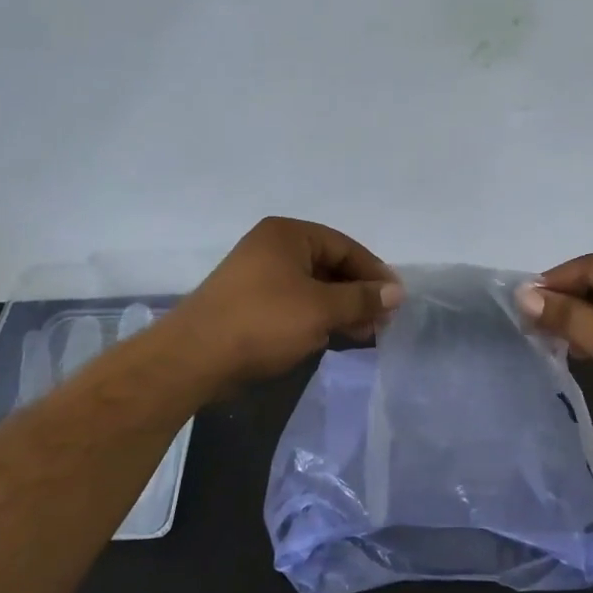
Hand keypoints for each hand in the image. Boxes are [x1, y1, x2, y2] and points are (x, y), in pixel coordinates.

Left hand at [168, 217, 400, 389]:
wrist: (195, 358)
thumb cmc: (264, 321)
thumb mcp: (320, 308)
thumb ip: (361, 298)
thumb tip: (397, 291)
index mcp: (287, 234)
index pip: (344, 246)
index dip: (373, 272)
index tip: (396, 298)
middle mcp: (272, 248)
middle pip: (329, 266)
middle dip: (358, 294)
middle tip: (383, 321)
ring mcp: (258, 277)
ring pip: (313, 288)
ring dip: (340, 309)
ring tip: (365, 334)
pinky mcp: (250, 305)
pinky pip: (295, 305)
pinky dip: (317, 318)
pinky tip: (333, 338)